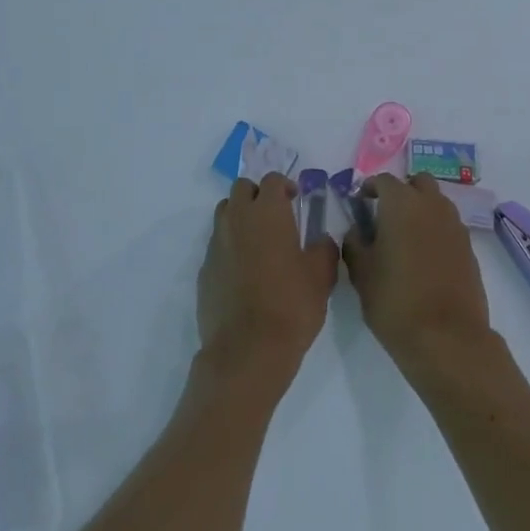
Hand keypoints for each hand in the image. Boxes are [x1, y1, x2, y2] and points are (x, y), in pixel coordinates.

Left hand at [197, 174, 339, 391]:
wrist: (247, 350)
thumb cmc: (291, 305)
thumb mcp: (322, 276)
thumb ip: (324, 248)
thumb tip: (321, 240)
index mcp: (267, 212)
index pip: (272, 180)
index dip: (285, 186)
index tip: (296, 200)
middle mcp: (237, 218)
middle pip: (242, 188)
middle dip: (258, 195)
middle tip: (275, 216)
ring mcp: (216, 243)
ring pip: (225, 212)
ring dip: (240, 216)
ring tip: (258, 240)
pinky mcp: (204, 269)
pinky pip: (217, 244)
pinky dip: (229, 246)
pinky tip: (244, 271)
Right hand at [343, 173, 498, 380]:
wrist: (448, 339)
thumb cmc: (396, 302)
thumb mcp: (362, 274)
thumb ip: (355, 244)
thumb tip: (357, 230)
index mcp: (402, 203)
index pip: (384, 180)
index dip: (369, 188)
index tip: (360, 204)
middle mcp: (432, 205)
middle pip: (418, 183)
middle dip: (402, 191)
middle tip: (386, 215)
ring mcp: (455, 226)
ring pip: (437, 203)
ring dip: (422, 209)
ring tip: (405, 238)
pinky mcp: (470, 249)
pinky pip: (449, 227)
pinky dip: (436, 231)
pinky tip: (425, 259)